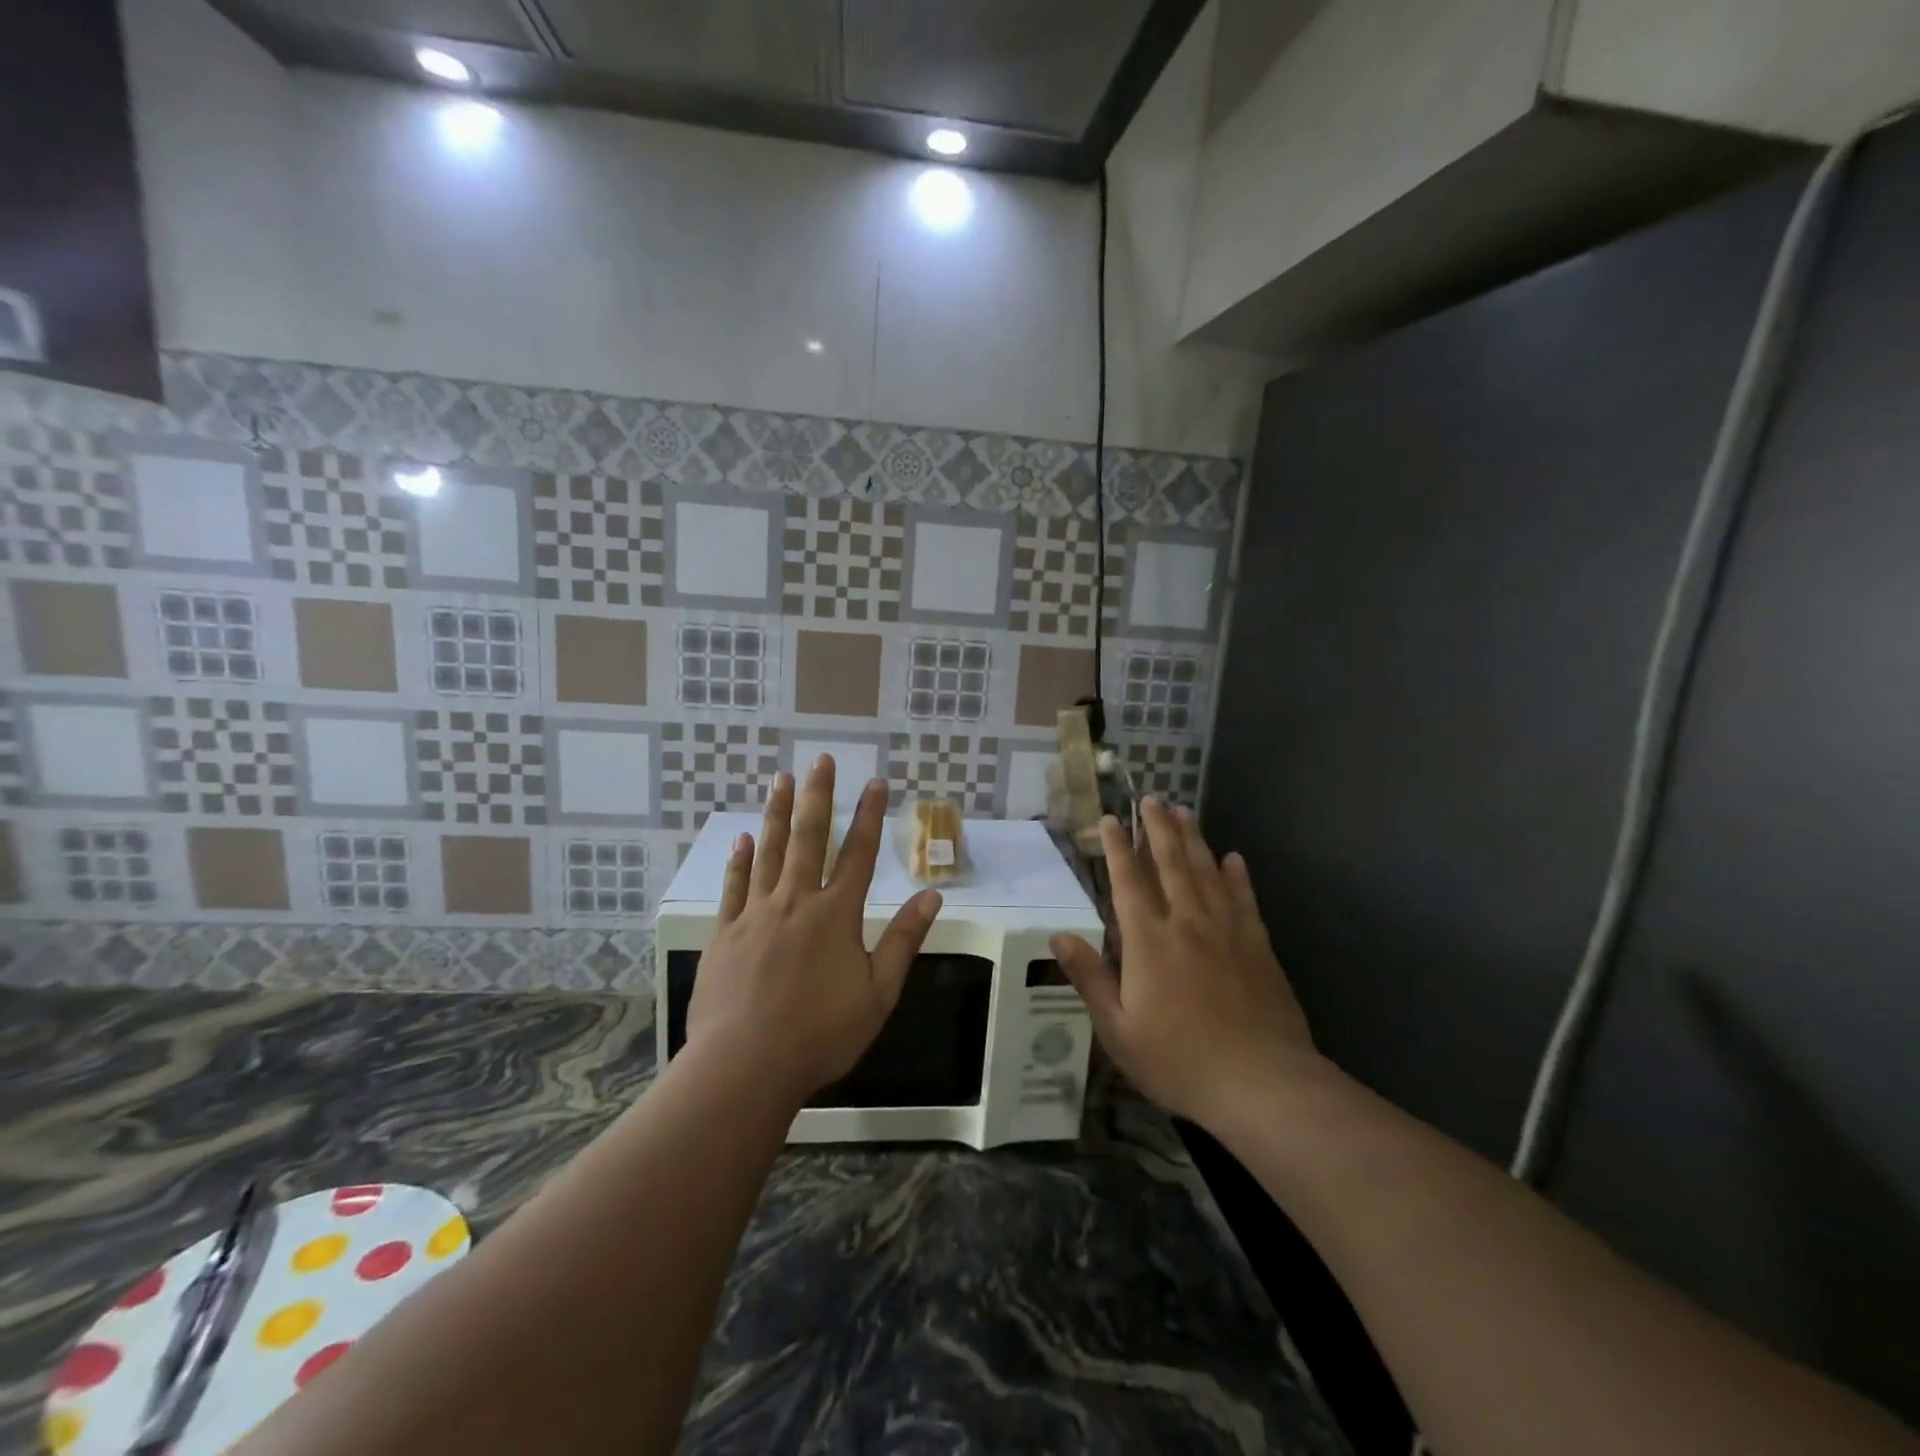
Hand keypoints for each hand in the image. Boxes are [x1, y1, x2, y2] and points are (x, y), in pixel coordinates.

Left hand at [685, 756, 942, 1101]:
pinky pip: (734, 887)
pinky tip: (742, 840)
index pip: (860, 854)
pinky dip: (739, 861)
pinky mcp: (725, 933)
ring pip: (770, 852)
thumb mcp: (878, 993)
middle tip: (821, 760)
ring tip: (782, 780)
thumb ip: (903, 940)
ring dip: (778, 814)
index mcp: (837, 915)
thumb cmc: (820, 1033)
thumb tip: (933, 895)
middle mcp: (797, 902)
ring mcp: (756, 914)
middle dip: (819, 796)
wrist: (745, 1065)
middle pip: (810, 838)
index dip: (870, 815)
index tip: (875, 782)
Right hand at [1051, 800, 1320, 1131]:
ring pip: (1207, 872)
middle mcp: (1187, 923)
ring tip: (1184, 812)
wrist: (1262, 1084)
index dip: (1118, 848)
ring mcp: (1227, 931)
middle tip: (1152, 799)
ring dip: (1194, 839)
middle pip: (1171, 864)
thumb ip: (1089, 978)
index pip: (1129, 881)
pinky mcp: (1258, 946)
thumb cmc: (1179, 1060)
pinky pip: (1244, 899)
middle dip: (1158, 829)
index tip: (1110, 819)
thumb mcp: (1118, 1029)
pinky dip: (1237, 876)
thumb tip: (1059, 935)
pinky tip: (1234, 858)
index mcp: (1148, 941)